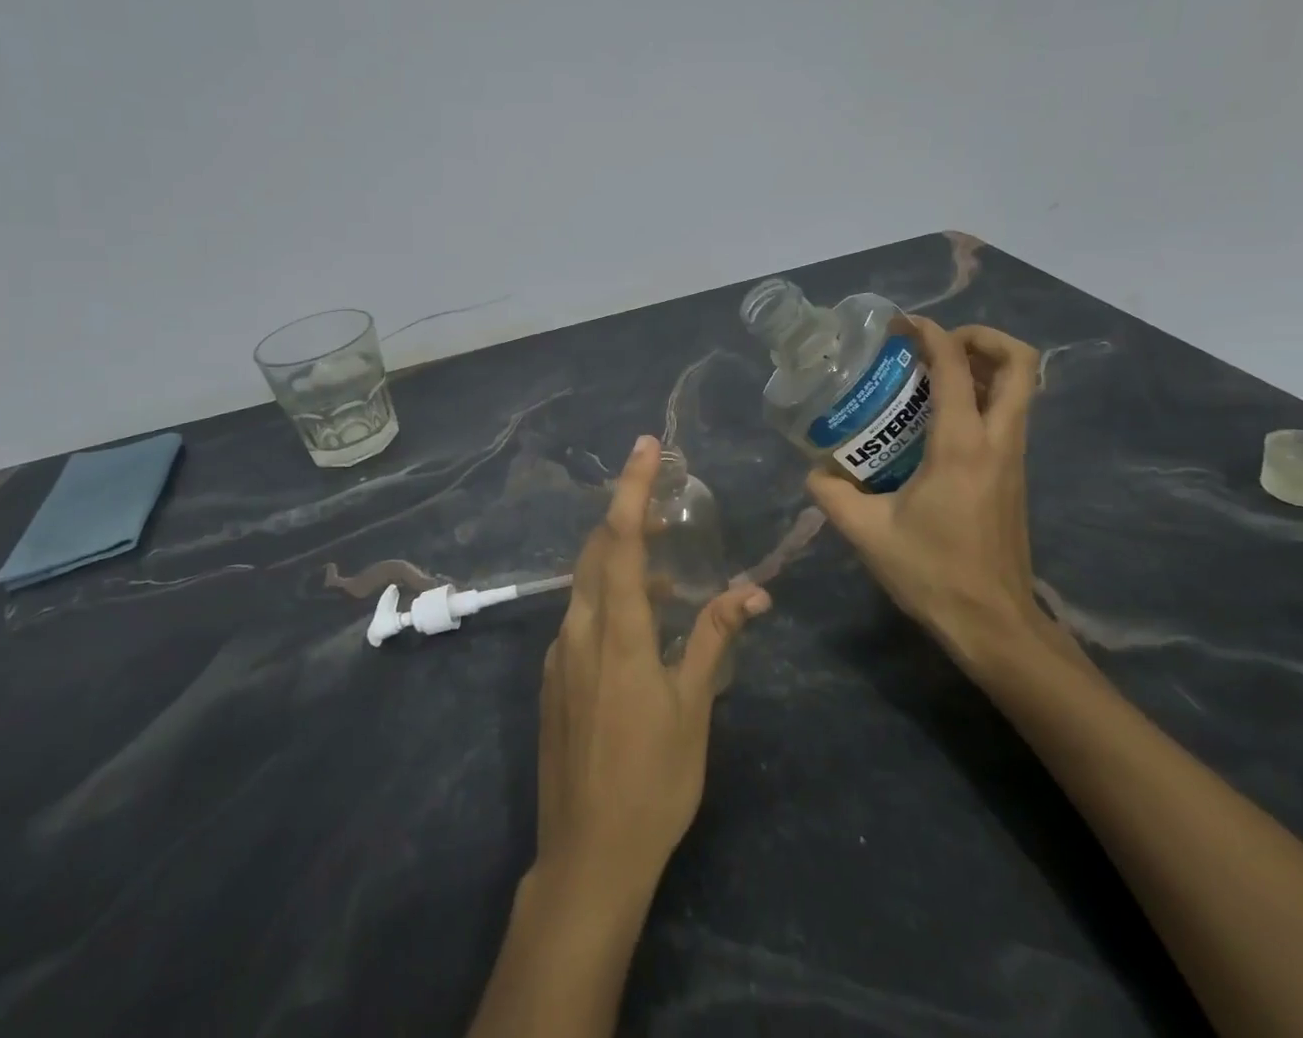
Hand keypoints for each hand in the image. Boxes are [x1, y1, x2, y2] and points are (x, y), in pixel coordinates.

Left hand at [536, 434, 771, 889]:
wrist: (587, 856)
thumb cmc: (653, 780)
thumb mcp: (693, 707)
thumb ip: (714, 637)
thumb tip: (751, 592)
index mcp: (617, 630)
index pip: (622, 539)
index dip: (633, 487)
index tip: (647, 446)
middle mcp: (579, 630)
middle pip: (597, 550)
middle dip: (627, 516)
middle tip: (666, 504)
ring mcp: (558, 654)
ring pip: (585, 583)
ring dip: (620, 560)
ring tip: (665, 566)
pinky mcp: (552, 679)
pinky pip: (578, 616)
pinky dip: (607, 597)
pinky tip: (638, 621)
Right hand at [806, 318, 1044, 669]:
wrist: (994, 625)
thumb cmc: (933, 574)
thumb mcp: (867, 533)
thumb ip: (832, 494)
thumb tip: (815, 471)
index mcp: (961, 445)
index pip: (955, 364)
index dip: (930, 332)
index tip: (899, 326)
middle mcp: (997, 441)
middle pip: (1019, 362)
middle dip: (980, 337)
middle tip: (934, 344)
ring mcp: (1013, 458)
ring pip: (1020, 387)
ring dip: (982, 365)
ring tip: (932, 372)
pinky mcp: (1014, 475)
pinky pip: (1008, 414)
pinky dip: (981, 396)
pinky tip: (936, 418)